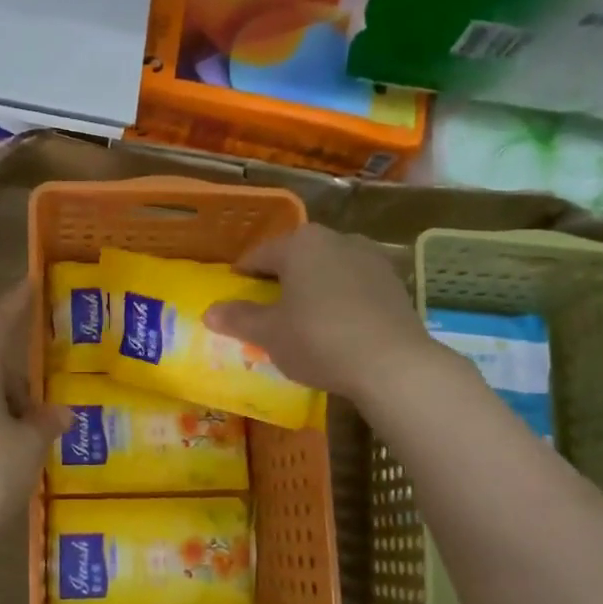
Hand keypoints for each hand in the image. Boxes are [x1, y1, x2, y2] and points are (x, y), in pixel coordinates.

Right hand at [203, 224, 447, 401]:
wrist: (392, 363)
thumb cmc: (318, 339)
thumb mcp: (269, 334)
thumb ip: (239, 318)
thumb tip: (209, 311)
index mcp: (301, 244)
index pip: (260, 254)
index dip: (243, 273)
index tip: (234, 290)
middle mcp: (337, 239)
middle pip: (297, 257)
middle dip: (279, 279)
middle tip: (265, 306)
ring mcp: (371, 259)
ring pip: (328, 269)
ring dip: (311, 287)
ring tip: (301, 317)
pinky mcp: (393, 283)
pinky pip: (354, 286)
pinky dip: (339, 299)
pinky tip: (335, 325)